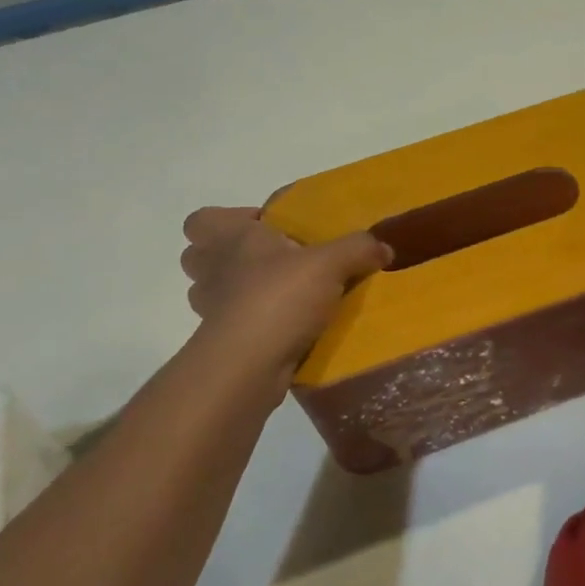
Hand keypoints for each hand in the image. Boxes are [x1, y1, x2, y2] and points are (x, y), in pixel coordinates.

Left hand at [180, 208, 390, 382]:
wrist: (248, 365)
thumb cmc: (279, 297)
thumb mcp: (330, 263)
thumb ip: (358, 248)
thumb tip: (384, 247)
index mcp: (231, 239)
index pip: (202, 220)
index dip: (227, 220)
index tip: (265, 228)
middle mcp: (214, 270)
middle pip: (200, 255)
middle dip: (229, 255)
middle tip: (273, 259)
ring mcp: (212, 309)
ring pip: (214, 292)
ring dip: (239, 290)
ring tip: (280, 293)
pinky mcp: (223, 342)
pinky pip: (234, 324)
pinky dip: (254, 322)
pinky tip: (286, 326)